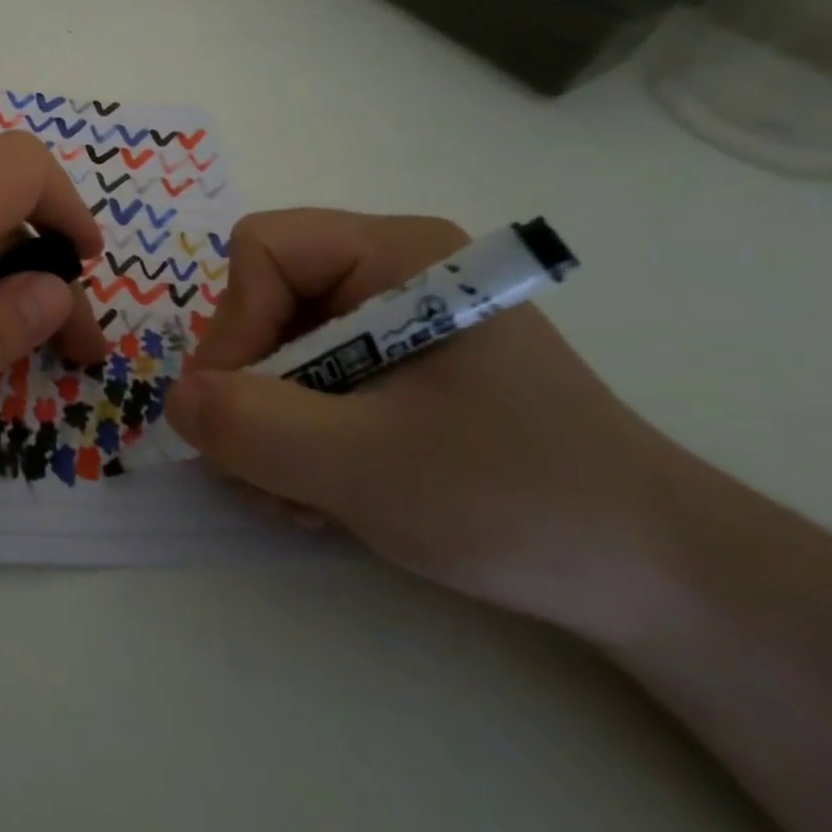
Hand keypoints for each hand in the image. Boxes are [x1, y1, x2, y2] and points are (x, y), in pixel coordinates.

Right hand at [165, 209, 679, 637]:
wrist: (657, 581)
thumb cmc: (518, 501)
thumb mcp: (365, 466)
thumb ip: (251, 426)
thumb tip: (175, 399)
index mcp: (399, 255)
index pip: (263, 250)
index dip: (235, 325)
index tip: (239, 409)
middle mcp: (389, 274)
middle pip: (261, 304)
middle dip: (251, 393)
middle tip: (266, 471)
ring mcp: (389, 325)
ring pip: (273, 353)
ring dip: (267, 429)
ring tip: (303, 497)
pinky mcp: (393, 371)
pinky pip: (303, 385)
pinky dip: (295, 440)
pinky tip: (324, 493)